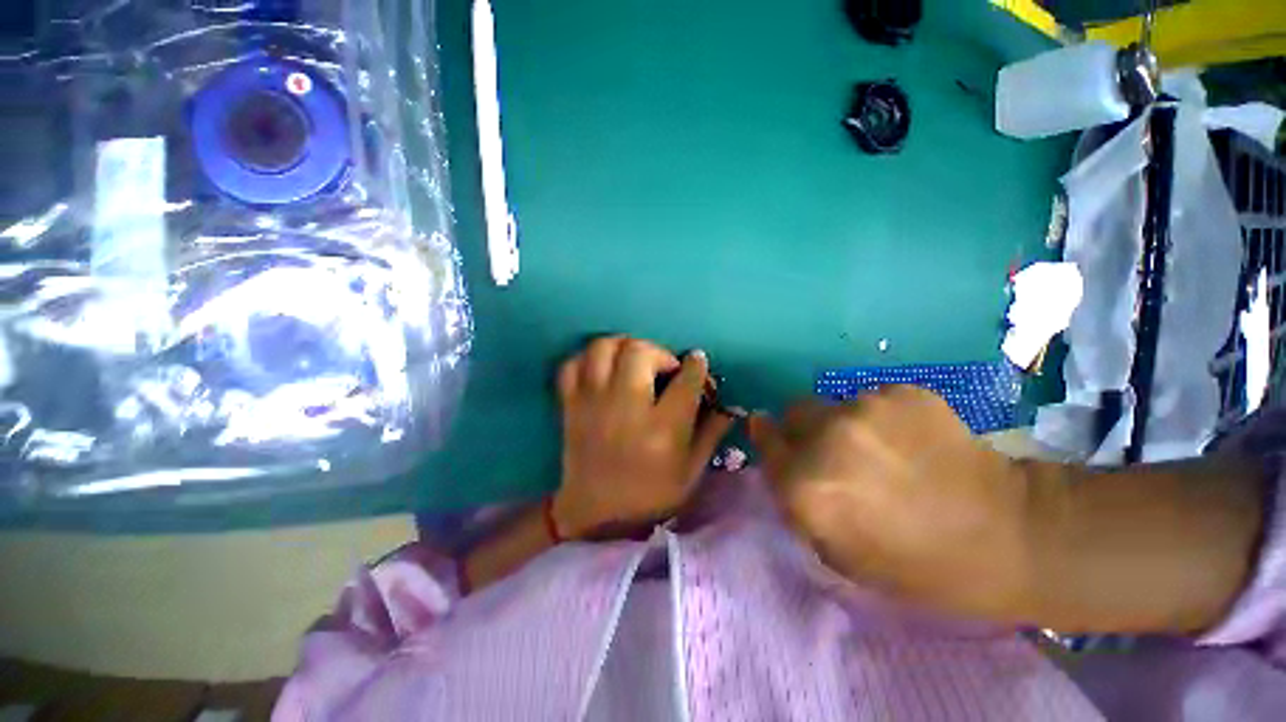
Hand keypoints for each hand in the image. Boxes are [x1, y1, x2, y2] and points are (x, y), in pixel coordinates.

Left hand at [552, 337, 734, 539]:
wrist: (595, 513)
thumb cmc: (649, 494)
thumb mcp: (691, 471)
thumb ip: (711, 432)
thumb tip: (728, 403)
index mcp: (662, 430)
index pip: (685, 381)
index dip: (696, 365)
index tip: (696, 361)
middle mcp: (626, 410)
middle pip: (639, 352)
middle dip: (658, 352)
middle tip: (662, 366)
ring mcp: (592, 404)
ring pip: (603, 348)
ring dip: (622, 346)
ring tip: (633, 360)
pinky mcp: (570, 405)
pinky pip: (571, 365)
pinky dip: (587, 359)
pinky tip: (603, 369)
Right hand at [749, 386, 1043, 622]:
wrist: (1011, 534)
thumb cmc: (918, 564)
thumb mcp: (840, 555)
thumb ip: (798, 504)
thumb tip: (779, 463)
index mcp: (807, 487)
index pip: (766, 442)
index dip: (766, 435)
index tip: (766, 430)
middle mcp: (826, 439)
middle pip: (793, 411)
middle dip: (802, 427)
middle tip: (832, 448)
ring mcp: (865, 409)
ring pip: (834, 404)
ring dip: (844, 423)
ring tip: (883, 450)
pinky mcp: (902, 392)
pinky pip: (871, 399)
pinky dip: (880, 417)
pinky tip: (910, 441)